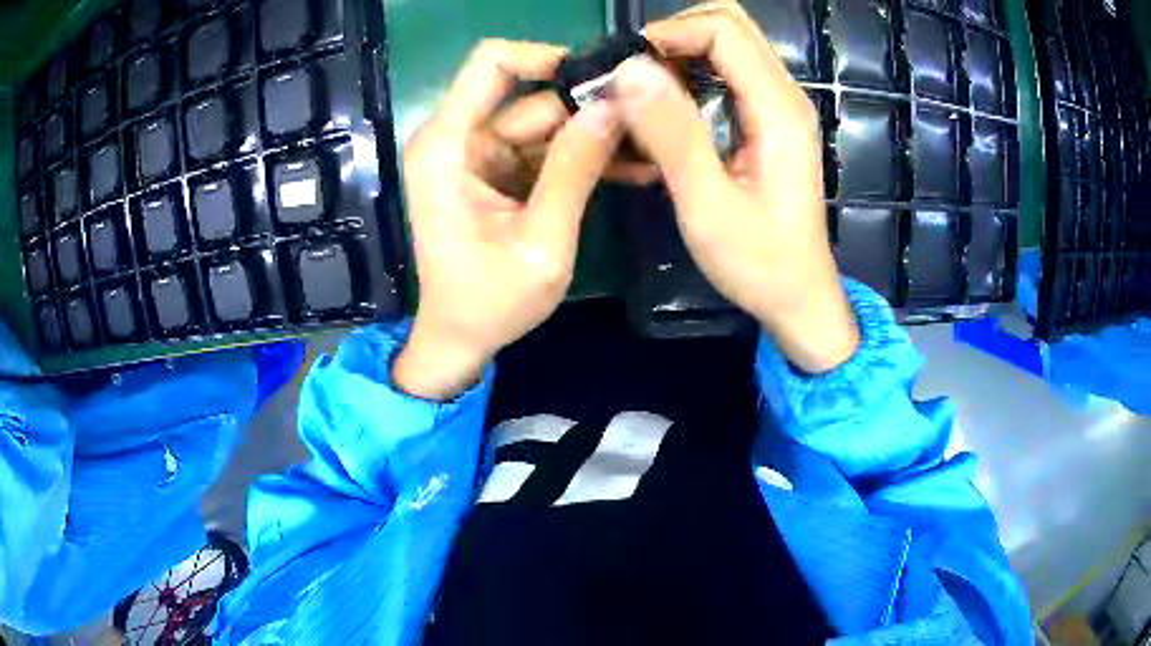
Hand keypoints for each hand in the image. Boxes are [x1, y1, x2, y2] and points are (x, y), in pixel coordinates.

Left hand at [395, 40, 621, 399]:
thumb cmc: (490, 303)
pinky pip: (544, 149)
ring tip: (649, 153)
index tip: (599, 80)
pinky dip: (581, 157)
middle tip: (648, 126)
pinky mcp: (497, 172)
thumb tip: (612, 106)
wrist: (461, 340)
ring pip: (545, 122)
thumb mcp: (542, 241)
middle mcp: (457, 139)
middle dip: (588, 108)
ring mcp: (479, 155)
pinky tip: (628, 168)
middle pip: (530, 97)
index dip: (545, 57)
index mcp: (449, 146)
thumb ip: (575, 169)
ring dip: (594, 136)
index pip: (491, 63)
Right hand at [612, 2, 858, 373]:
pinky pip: (728, 72)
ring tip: (643, 93)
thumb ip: (671, 133)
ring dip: (680, 54)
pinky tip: (668, 109)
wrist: (799, 296)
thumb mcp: (707, 204)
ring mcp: (780, 105)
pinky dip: (692, 74)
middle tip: (634, 74)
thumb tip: (628, 69)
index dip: (669, 33)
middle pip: (729, 25)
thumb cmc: (758, 262)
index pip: (722, 30)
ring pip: (728, 44)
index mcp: (777, 109)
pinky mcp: (770, 120)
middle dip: (674, 35)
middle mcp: (784, 95)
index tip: (625, 69)